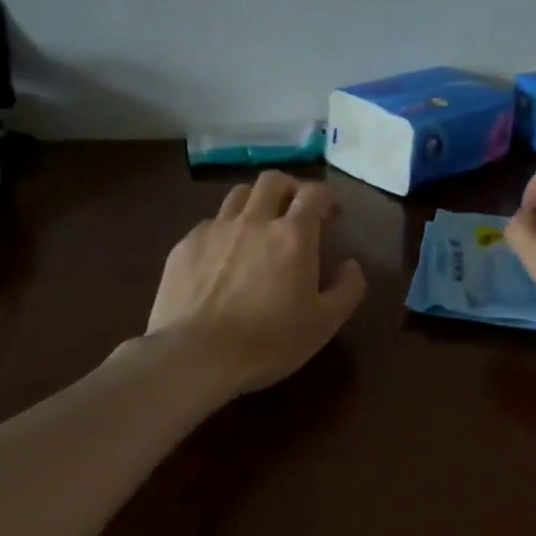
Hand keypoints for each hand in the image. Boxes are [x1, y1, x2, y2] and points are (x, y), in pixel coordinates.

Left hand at [147, 171, 367, 397]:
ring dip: (255, 201)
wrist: (196, 355)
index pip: (314, 193)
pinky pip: (209, 223)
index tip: (332, 212)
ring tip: (259, 225)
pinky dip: (224, 230)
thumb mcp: (324, 323)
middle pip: (273, 180)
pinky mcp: (185, 245)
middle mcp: (254, 220)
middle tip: (296, 209)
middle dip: (290, 188)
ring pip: (238, 194)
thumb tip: (351, 265)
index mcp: (293, 235)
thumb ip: (347, 289)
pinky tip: (223, 256)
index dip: (327, 197)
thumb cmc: (268, 341)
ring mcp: (215, 229)